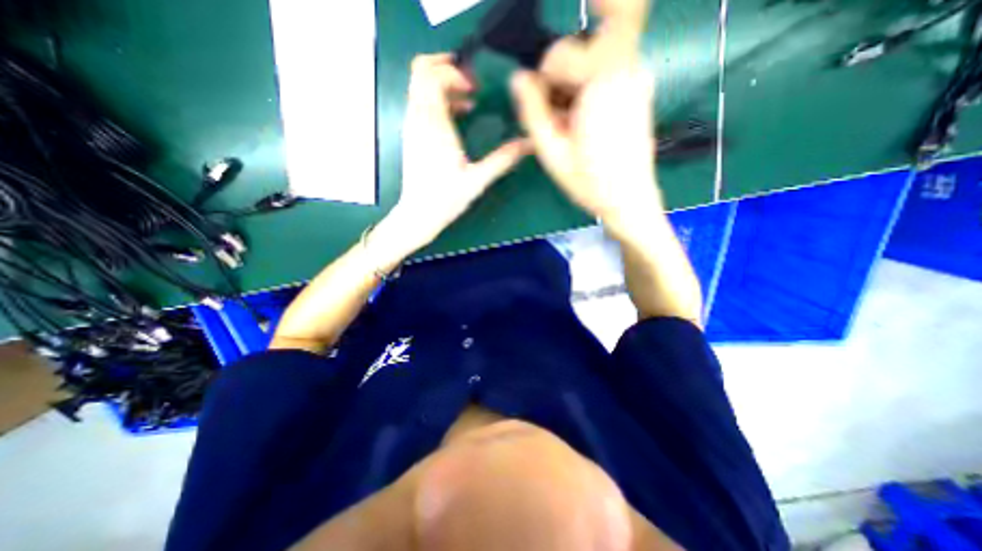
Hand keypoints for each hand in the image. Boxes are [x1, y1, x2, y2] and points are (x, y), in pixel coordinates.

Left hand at [390, 54, 528, 250]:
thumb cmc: (446, 198)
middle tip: (471, 84)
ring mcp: (411, 126)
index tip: (475, 89)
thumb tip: (529, 144)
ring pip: (418, 85)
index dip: (454, 72)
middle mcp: (417, 119)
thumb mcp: (478, 179)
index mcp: (434, 125)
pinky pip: (419, 102)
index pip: (432, 75)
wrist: (418, 214)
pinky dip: (436, 99)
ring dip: (442, 84)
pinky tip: (455, 117)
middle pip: (419, 71)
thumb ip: (503, 159)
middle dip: (446, 68)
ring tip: (467, 102)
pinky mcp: (411, 135)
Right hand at [510, 67, 663, 232]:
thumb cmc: (589, 182)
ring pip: (589, 61)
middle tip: (557, 121)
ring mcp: (637, 76)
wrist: (629, 199)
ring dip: (571, 89)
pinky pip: (603, 74)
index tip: (545, 114)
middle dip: (559, 82)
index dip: (543, 83)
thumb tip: (517, 78)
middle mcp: (628, 67)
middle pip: (578, 50)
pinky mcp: (639, 88)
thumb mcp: (552, 151)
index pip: (561, 53)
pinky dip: (586, 92)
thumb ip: (532, 111)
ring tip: (570, 126)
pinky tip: (584, 123)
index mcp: (605, 79)